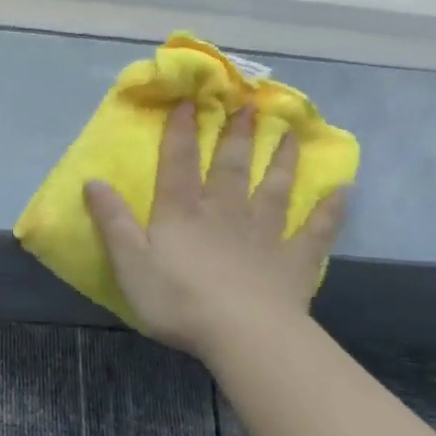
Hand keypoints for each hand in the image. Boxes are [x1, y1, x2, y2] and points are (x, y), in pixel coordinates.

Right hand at [84, 102, 347, 355]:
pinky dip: (330, 209)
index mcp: (182, 214)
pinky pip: (316, 230)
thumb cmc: (178, 300)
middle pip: (230, 167)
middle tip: (248, 104)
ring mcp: (264, 234)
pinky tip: (343, 190)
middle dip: (236, 135)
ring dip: (281, 159)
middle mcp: (224, 213)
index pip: (178, 164)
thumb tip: (92, 181)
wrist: (243, 334)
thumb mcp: (130, 263)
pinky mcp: (294, 260)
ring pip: (273, 188)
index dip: (181, 132)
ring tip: (289, 132)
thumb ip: (113, 222)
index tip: (189, 100)